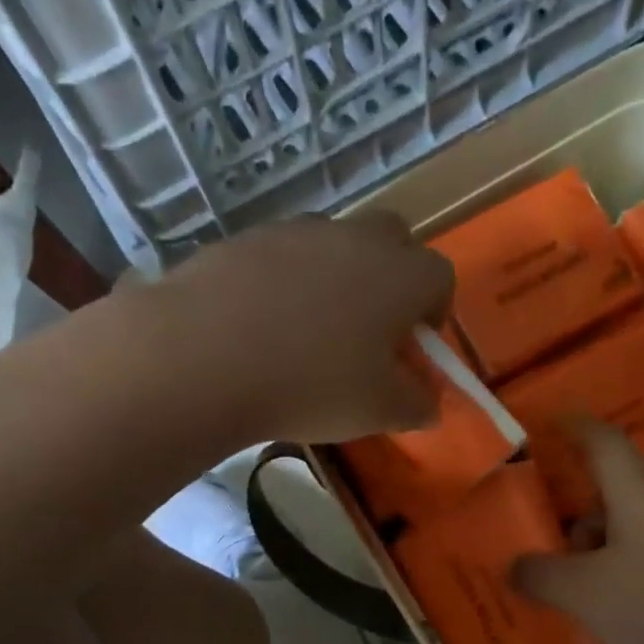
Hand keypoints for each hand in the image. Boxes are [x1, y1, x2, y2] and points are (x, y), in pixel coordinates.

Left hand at [154, 212, 453, 443]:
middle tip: (370, 331)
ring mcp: (297, 231)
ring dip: (337, 278)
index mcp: (400, 274)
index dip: (435, 312)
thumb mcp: (378, 411)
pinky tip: (262, 327)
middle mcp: (355, 238)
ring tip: (309, 333)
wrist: (204, 356)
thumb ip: (416, 405)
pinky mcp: (247, 238)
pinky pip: (283, 255)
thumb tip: (429, 404)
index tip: (413, 348)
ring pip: (335, 245)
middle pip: (394, 241)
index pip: (440, 276)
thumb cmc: (311, 385)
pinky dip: (286, 283)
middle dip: (393, 279)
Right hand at [512, 420, 643, 643]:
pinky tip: (608, 617)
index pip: (600, 440)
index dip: (570, 426)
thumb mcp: (585, 593)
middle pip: (608, 495)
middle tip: (539, 548)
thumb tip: (514, 566)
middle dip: (571, 520)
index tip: (543, 424)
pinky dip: (619, 578)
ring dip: (594, 556)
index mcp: (636, 492)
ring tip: (569, 596)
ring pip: (626, 533)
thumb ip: (541, 575)